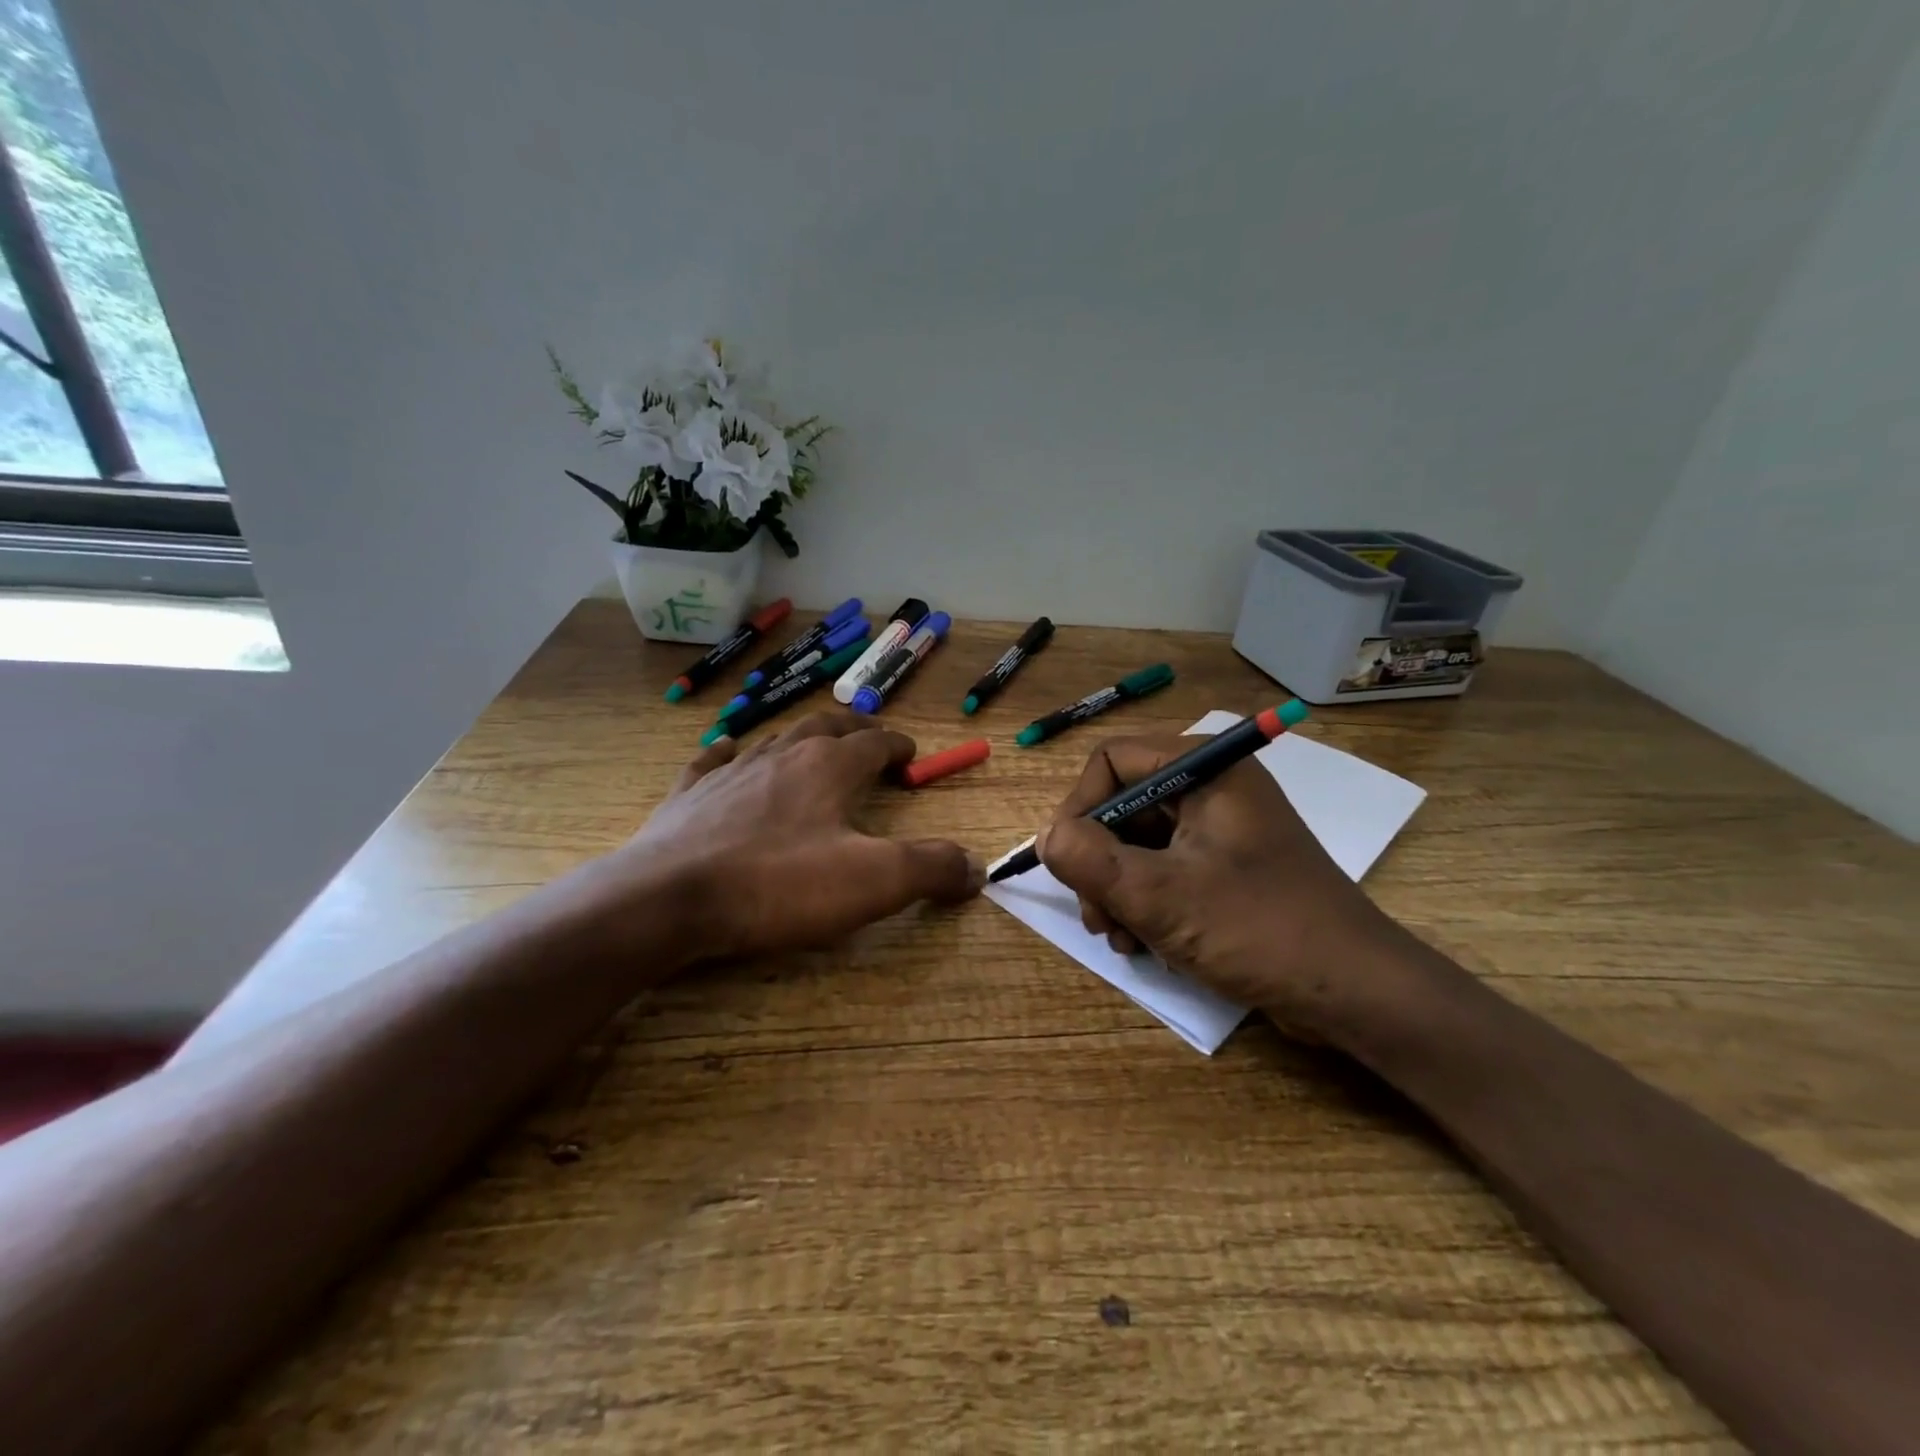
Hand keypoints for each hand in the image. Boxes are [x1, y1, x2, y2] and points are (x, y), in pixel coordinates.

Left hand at [618, 710, 983, 960]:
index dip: (897, 745)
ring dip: (800, 739)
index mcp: (827, 767)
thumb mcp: (872, 881)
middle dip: (853, 730)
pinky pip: (713, 760)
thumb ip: (931, 868)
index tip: (911, 754)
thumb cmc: (777, 885)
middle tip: (869, 738)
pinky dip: (730, 753)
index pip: (873, 742)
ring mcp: (729, 771)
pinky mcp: (688, 796)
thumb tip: (976, 869)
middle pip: (825, 728)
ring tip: (812, 746)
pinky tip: (729, 753)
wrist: (668, 899)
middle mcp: (780, 755)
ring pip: (774, 739)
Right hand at [1037, 734, 1421, 1040]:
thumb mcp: (1159, 896)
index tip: (1066, 861)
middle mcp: (1212, 787)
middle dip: (1098, 861)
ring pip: (1138, 841)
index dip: (1079, 806)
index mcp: (1205, 769)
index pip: (1111, 760)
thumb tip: (1046, 835)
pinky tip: (1142, 943)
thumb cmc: (1258, 930)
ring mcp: (1221, 828)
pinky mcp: (1227, 865)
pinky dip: (1144, 901)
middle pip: (1122, 804)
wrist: (1354, 991)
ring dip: (1116, 889)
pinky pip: (1164, 867)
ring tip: (1119, 938)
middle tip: (1095, 915)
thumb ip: (1089, 859)